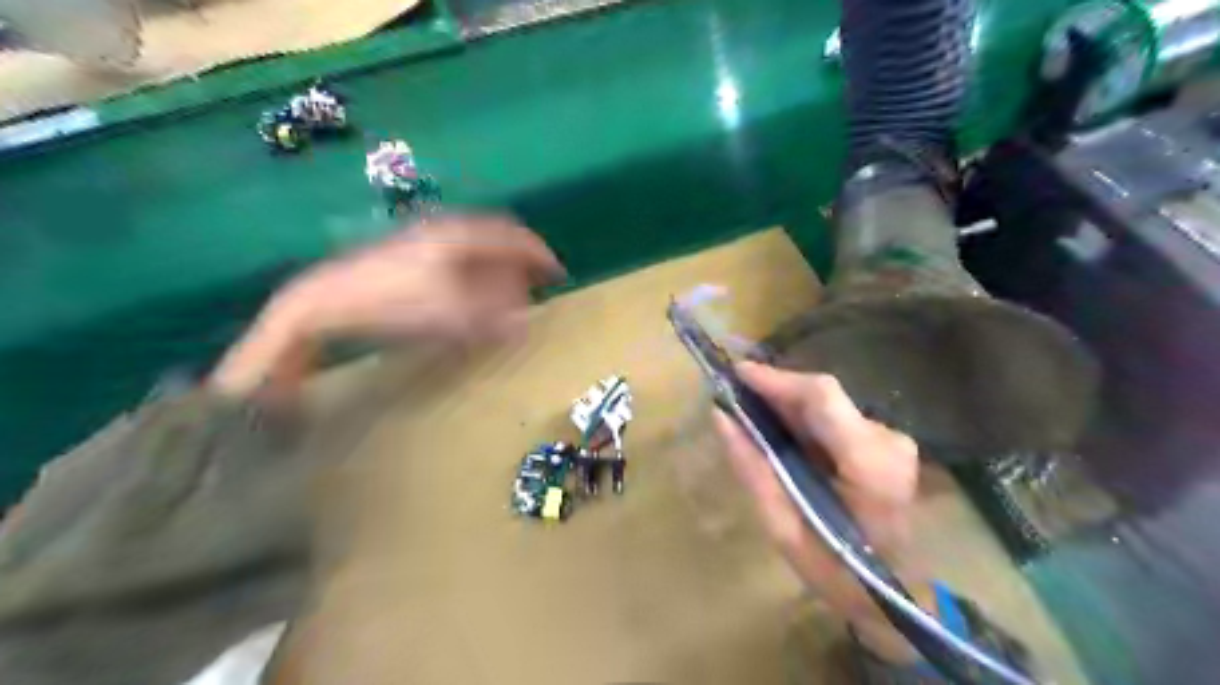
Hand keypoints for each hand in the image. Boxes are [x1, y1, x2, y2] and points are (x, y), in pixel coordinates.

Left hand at [211, 214, 566, 401]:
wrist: (329, 299)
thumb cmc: (393, 303)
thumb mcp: (451, 315)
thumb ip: (493, 318)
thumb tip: (524, 321)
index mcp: (461, 236)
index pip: (513, 237)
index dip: (539, 255)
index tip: (558, 272)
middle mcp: (446, 228)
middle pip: (496, 236)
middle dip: (520, 257)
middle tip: (537, 278)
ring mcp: (425, 236)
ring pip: (476, 243)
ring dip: (499, 262)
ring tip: (510, 286)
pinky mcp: (410, 249)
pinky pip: (458, 252)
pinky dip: (477, 268)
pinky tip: (473, 288)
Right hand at [712, 363, 919, 657]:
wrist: (893, 596)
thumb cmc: (836, 570)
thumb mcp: (781, 526)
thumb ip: (752, 467)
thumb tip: (721, 417)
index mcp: (869, 462)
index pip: (821, 396)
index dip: (776, 379)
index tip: (735, 373)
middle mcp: (886, 440)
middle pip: (823, 395)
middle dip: (775, 390)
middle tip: (734, 395)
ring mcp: (891, 441)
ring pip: (827, 404)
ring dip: (787, 405)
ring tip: (749, 412)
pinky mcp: (885, 445)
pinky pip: (835, 418)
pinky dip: (803, 420)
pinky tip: (779, 432)